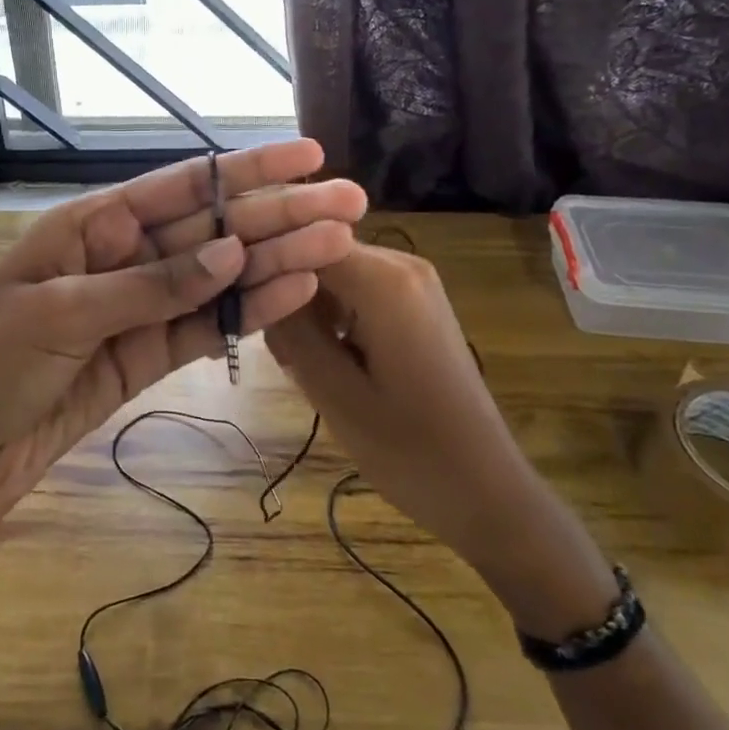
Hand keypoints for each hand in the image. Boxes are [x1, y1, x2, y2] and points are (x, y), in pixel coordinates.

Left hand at [0, 140, 366, 540]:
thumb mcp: (58, 314)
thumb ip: (148, 286)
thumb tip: (230, 252)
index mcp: (91, 226)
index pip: (180, 187)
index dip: (246, 170)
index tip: (306, 157)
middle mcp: (120, 257)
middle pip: (211, 230)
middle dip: (278, 215)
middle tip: (348, 204)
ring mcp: (137, 309)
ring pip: (217, 279)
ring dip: (276, 262)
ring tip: (339, 246)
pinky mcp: (144, 357)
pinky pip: (203, 329)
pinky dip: (247, 315)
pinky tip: (294, 294)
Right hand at [265, 244, 529, 559]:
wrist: (488, 491)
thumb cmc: (410, 450)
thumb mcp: (334, 393)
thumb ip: (291, 329)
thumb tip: (256, 282)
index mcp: (383, 281)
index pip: (302, 239)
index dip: (264, 263)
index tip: (240, 304)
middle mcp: (401, 264)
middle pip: (318, 252)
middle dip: (287, 291)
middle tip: (272, 349)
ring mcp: (413, 282)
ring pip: (333, 272)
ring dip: (307, 307)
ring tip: (296, 363)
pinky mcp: (416, 303)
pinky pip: (356, 290)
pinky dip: (333, 316)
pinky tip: (327, 360)